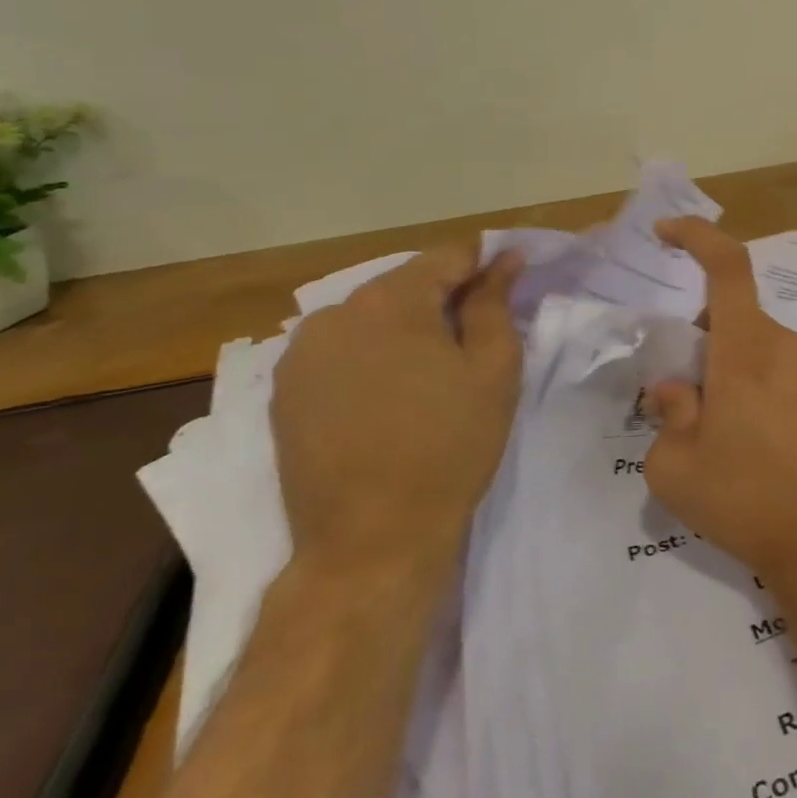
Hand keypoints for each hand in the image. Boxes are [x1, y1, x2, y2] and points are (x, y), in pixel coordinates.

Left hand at [272, 245, 523, 579]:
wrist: (372, 540)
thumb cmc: (449, 446)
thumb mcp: (492, 368)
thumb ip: (495, 303)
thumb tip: (504, 259)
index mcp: (389, 301)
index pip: (447, 257)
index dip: (485, 265)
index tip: (512, 283)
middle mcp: (334, 314)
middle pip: (405, 284)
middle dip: (445, 297)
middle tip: (479, 334)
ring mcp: (300, 355)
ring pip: (371, 317)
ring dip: (408, 327)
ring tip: (437, 368)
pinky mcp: (284, 393)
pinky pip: (342, 351)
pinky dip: (374, 355)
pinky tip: (395, 392)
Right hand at [643, 218, 796, 592]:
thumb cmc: (748, 499)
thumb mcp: (676, 468)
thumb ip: (667, 416)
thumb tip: (675, 389)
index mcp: (748, 349)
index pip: (728, 267)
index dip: (697, 238)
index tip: (666, 233)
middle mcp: (787, 348)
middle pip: (737, 316)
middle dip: (703, 336)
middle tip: (680, 390)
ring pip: (759, 348)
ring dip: (729, 368)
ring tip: (712, 431)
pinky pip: (782, 375)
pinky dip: (755, 388)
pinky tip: (749, 446)